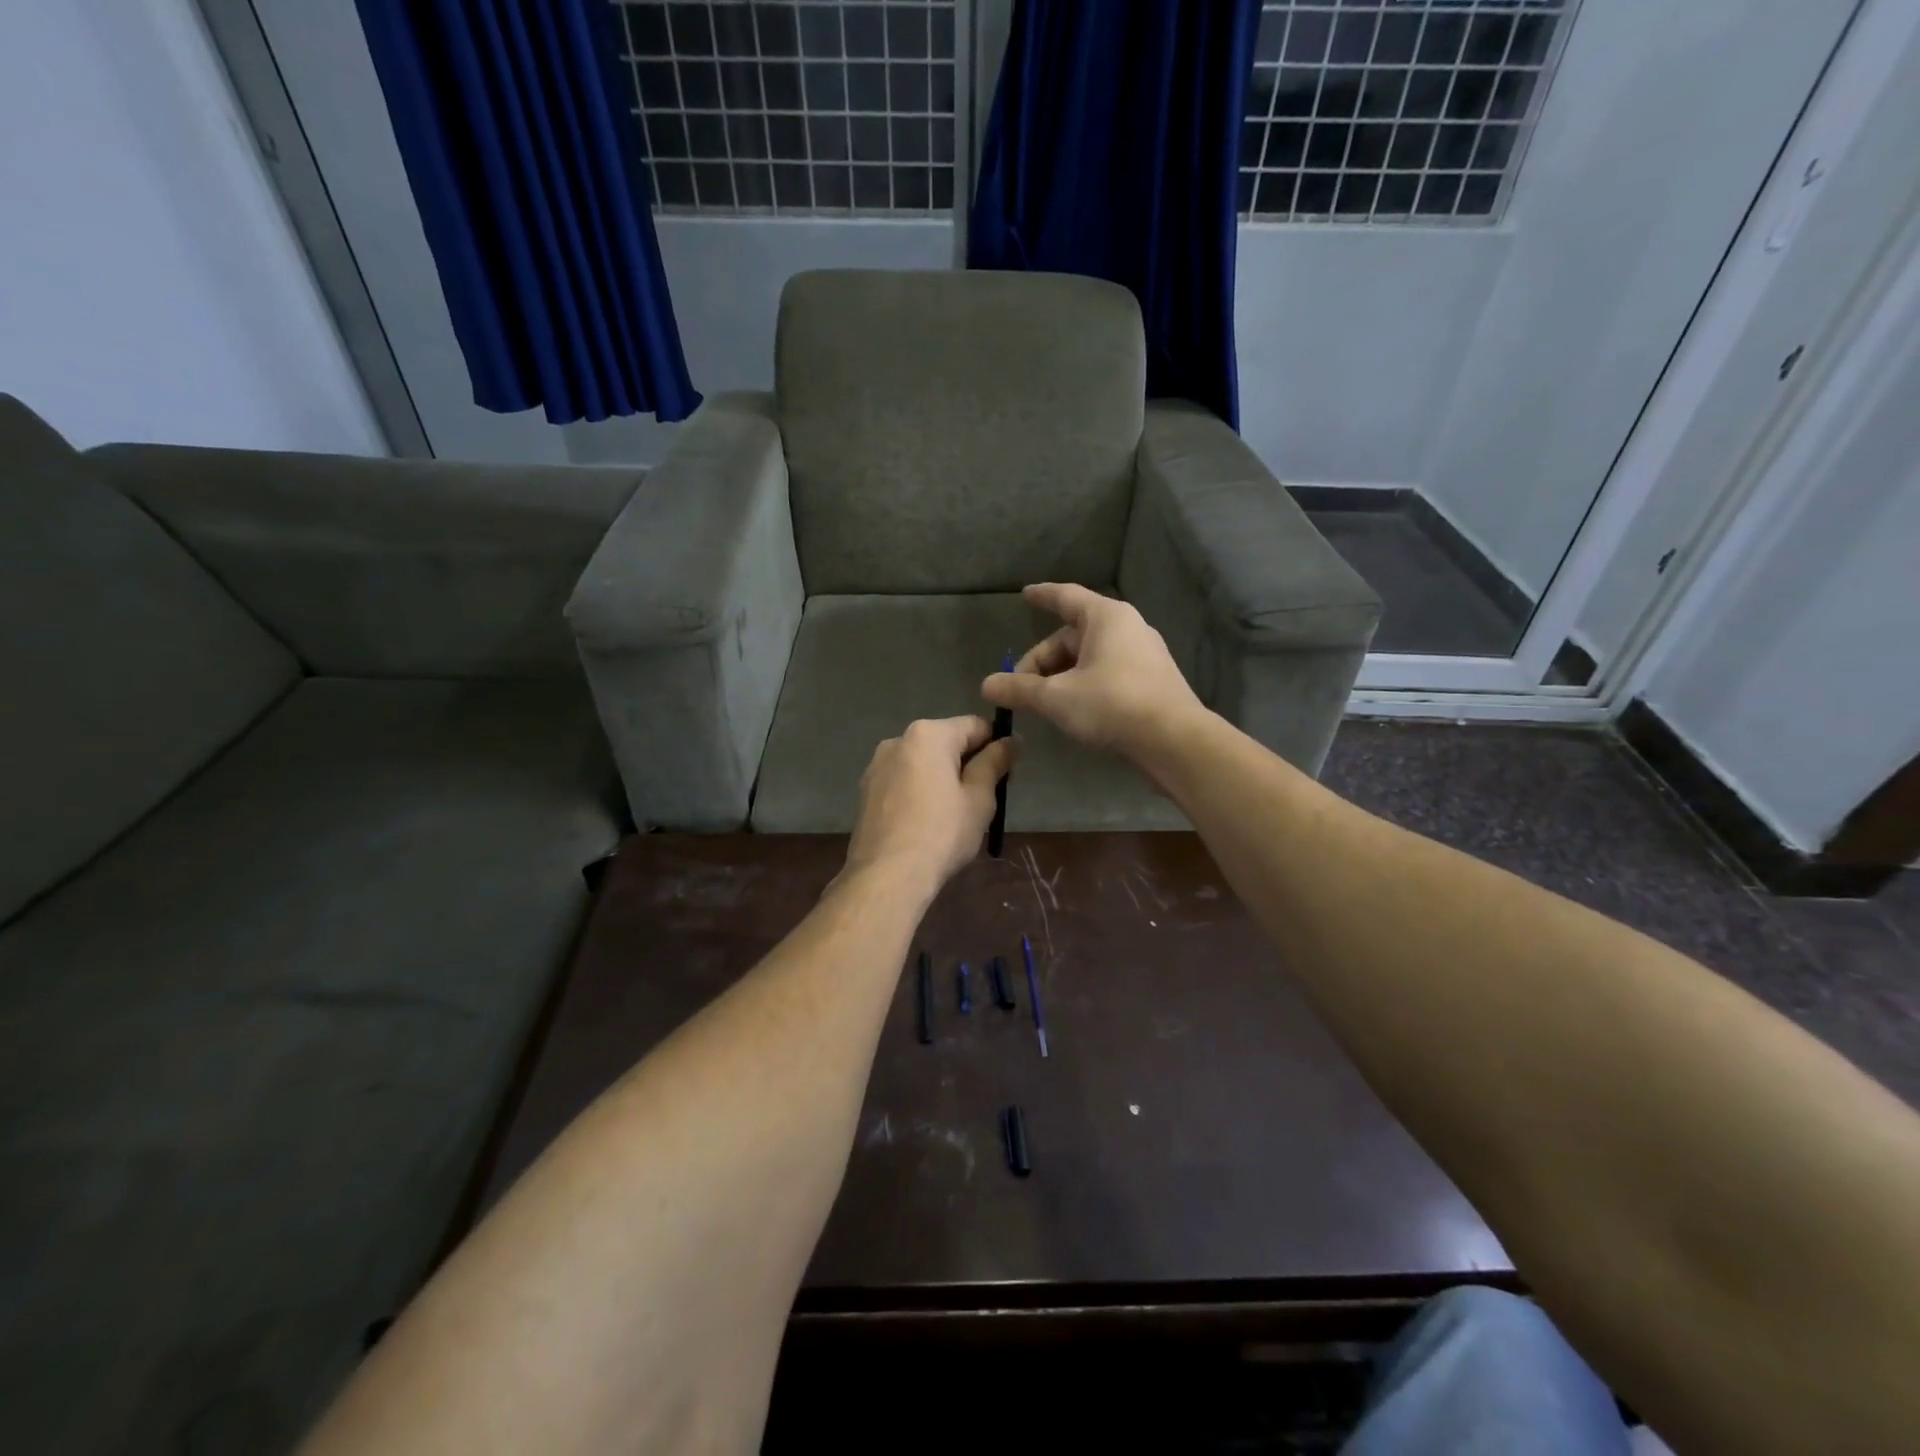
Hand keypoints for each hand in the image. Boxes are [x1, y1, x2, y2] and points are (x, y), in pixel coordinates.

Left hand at [843, 716, 1017, 896]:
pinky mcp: (866, 791)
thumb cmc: (942, 833)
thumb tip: (1012, 740)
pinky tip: (928, 821)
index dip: (998, 744)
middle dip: (969, 762)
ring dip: (943, 777)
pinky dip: (920, 791)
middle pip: (946, 742)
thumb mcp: (979, 798)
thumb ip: (995, 762)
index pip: (975, 726)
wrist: (886, 876)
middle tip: (987, 796)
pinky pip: (903, 781)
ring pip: (923, 762)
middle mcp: (898, 740)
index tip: (1010, 772)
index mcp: (928, 734)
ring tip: (956, 812)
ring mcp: (877, 766)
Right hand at [981, 583, 1205, 759]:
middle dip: (1043, 659)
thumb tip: (986, 685)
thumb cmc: (1112, 704)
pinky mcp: (1152, 680)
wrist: (1174, 740)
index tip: (1025, 594)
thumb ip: (1020, 689)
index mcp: (1106, 617)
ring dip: (1062, 675)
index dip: (1042, 595)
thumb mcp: (1056, 697)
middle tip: (1020, 687)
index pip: (1066, 596)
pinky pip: (1108, 672)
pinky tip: (1073, 709)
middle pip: (1073, 634)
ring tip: (1043, 702)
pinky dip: (1084, 683)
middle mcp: (1128, 627)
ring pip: (1090, 656)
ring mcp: (1144, 654)